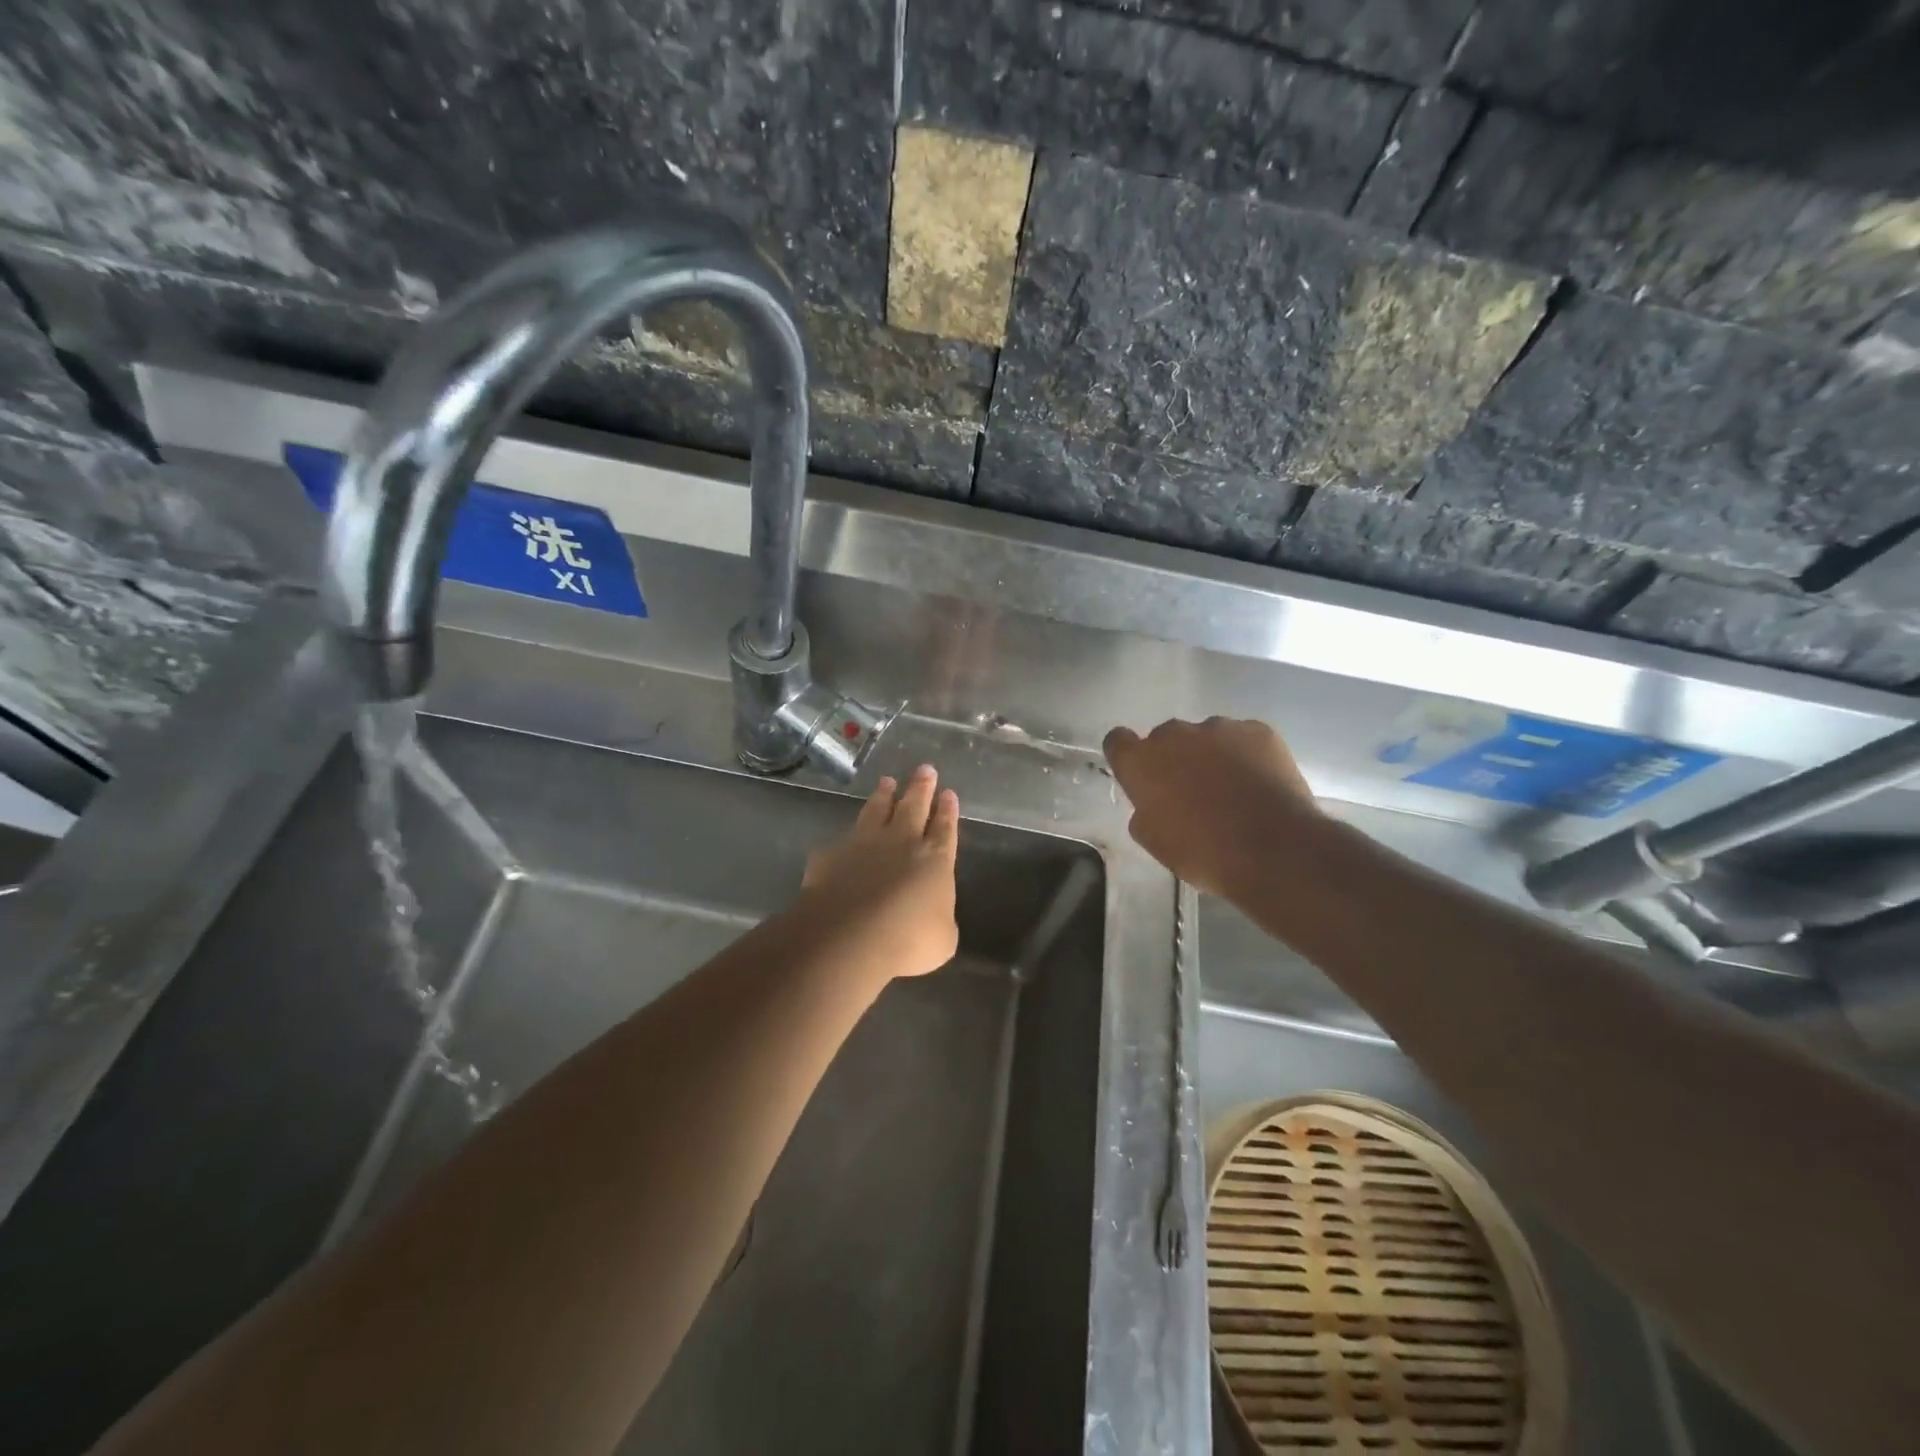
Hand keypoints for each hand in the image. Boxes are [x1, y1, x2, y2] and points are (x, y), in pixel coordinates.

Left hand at [798, 765, 960, 979]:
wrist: (849, 937)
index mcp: (934, 859)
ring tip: (887, 782)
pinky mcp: (831, 855)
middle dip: (921, 788)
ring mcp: (864, 844)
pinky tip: (844, 836)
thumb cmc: (908, 940)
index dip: (948, 811)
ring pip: (877, 810)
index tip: (948, 792)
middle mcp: (901, 842)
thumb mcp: (941, 939)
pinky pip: (842, 839)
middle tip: (925, 769)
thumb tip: (931, 914)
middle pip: (914, 807)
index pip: (945, 828)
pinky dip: (847, 836)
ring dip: (884, 796)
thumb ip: (938, 917)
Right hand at [1103, 717, 1320, 896]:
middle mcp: (1174, 734)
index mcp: (1141, 761)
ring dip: (1211, 756)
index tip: (1140, 776)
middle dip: (1174, 759)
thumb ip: (1144, 810)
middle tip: (1191, 792)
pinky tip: (1259, 785)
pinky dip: (1246, 756)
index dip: (1128, 756)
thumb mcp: (1154, 841)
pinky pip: (1243, 739)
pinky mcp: (1258, 730)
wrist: (1274, 850)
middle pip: (1165, 738)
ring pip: (1206, 737)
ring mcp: (1219, 728)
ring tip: (1233, 790)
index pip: (1118, 741)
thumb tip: (1153, 800)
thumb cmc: (1203, 853)